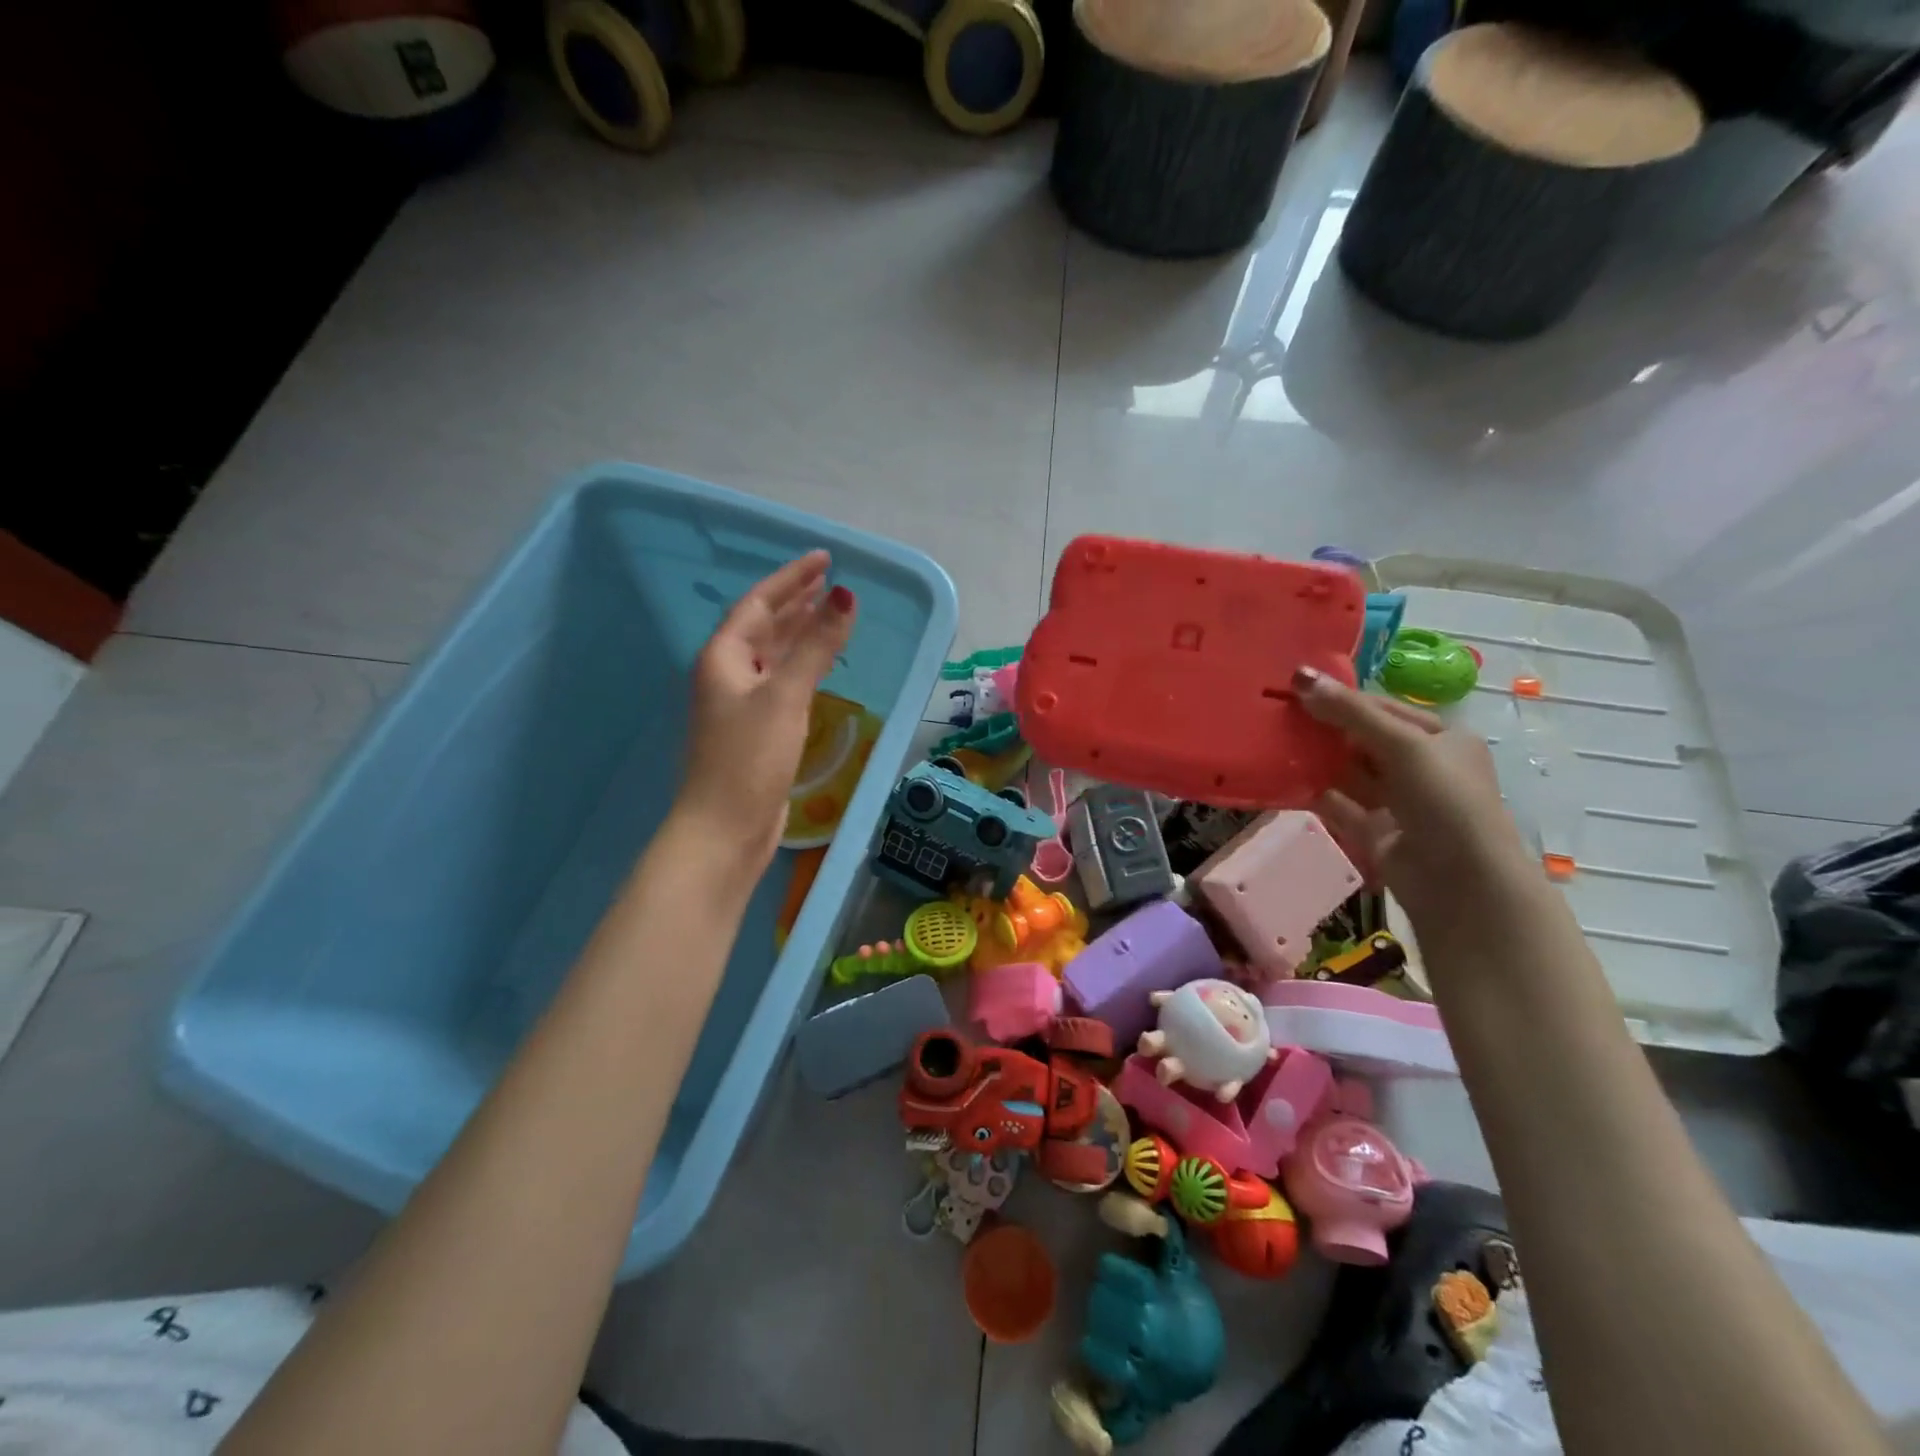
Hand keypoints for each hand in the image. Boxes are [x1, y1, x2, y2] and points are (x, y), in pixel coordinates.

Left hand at [675, 551, 856, 869]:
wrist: (725, 827)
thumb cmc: (749, 757)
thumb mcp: (786, 696)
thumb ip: (817, 646)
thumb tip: (844, 595)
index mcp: (724, 657)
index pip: (759, 603)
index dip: (791, 579)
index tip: (824, 558)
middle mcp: (728, 673)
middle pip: (764, 626)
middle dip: (796, 602)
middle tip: (830, 581)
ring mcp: (741, 703)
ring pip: (773, 654)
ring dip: (801, 632)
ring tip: (830, 613)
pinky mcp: (756, 729)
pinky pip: (782, 681)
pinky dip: (803, 665)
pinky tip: (821, 665)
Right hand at [1294, 666, 1533, 931]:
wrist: (1460, 882)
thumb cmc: (1444, 801)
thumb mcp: (1404, 745)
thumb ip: (1351, 712)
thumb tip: (1300, 675)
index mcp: (1441, 739)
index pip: (1383, 709)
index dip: (1342, 698)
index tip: (1294, 688)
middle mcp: (1420, 767)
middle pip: (1362, 739)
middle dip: (1323, 728)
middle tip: (1276, 715)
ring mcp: (1396, 802)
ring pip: (1347, 771)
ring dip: (1315, 759)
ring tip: (1272, 743)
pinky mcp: (1373, 831)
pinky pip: (1337, 803)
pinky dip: (1312, 792)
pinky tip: (1281, 780)